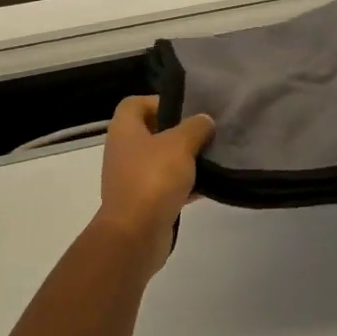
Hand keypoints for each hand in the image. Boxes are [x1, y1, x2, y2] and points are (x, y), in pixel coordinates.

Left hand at [92, 96, 215, 273]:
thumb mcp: (180, 144)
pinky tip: (209, 186)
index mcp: (124, 130)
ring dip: (184, 160)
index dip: (159, 101)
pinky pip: (166, 186)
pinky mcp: (143, 203)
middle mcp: (123, 151)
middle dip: (179, 132)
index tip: (187, 109)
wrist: (135, 235)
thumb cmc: (153, 179)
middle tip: (206, 132)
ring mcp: (131, 178)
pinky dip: (184, 185)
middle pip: (151, 132)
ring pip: (161, 161)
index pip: (135, 103)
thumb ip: (195, 127)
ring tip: (213, 157)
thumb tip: (204, 121)